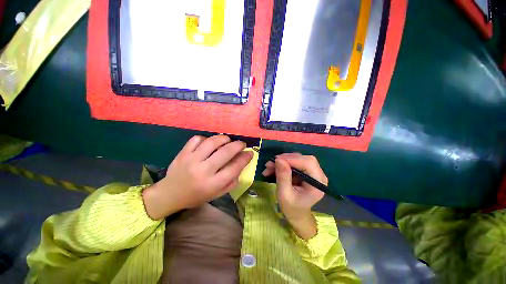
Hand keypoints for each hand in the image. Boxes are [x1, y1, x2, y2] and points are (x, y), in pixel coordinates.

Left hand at [142, 135, 253, 219]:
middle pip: (226, 152)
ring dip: (224, 139)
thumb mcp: (217, 194)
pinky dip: (206, 138)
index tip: (250, 153)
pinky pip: (197, 139)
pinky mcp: (182, 153)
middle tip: (242, 144)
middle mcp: (203, 170)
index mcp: (213, 184)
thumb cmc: (196, 196)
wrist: (170, 194)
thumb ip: (232, 180)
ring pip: (212, 142)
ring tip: (227, 141)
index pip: (234, 167)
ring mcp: (191, 160)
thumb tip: (242, 162)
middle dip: (238, 145)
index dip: (245, 158)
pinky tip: (209, 143)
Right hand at [262, 153, 326, 238]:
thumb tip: (278, 159)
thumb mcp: (284, 194)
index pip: (307, 163)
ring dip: (282, 160)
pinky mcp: (306, 170)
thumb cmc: (292, 208)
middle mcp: (318, 174)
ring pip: (298, 158)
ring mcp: (313, 171)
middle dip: (285, 159)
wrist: (296, 214)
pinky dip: (283, 163)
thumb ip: (283, 177)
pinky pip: (295, 161)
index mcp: (317, 183)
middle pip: (303, 158)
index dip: (291, 159)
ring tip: (269, 166)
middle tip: (270, 163)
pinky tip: (273, 168)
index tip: (275, 160)